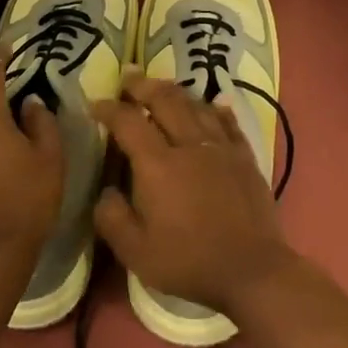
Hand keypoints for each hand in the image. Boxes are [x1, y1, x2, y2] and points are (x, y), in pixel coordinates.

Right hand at [90, 70, 294, 317]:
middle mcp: (189, 145)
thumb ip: (112, 217)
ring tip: (162, 86)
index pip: (129, 122)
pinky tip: (214, 103)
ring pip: (196, 105)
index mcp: (158, 165)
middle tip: (128, 78)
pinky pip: (228, 122)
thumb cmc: (189, 262)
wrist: (251, 269)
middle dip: (143, 85)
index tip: (96, 105)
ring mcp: (220, 148)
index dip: (109, 109)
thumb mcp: (136, 252)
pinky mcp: (244, 157)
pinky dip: (217, 108)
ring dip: (176, 91)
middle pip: (165, 100)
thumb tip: (105, 192)